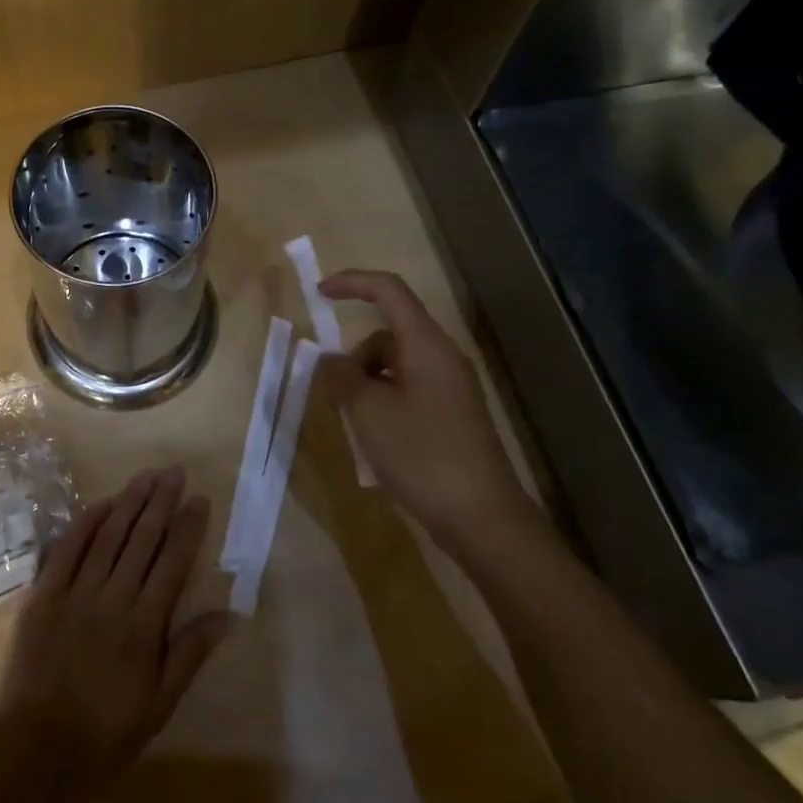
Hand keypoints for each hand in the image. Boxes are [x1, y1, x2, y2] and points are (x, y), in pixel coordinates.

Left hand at [0, 467, 230, 792]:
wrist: (34, 750)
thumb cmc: (104, 734)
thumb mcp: (159, 706)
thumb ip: (190, 653)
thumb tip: (230, 614)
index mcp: (144, 627)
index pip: (172, 563)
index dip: (188, 528)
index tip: (200, 499)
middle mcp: (113, 599)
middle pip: (142, 539)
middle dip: (161, 501)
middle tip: (175, 471)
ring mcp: (76, 592)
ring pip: (108, 535)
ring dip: (129, 501)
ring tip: (147, 476)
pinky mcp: (44, 592)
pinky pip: (68, 547)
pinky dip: (86, 522)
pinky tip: (103, 503)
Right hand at [317, 269, 545, 552]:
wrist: (484, 520)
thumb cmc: (422, 455)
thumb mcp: (368, 412)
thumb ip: (341, 376)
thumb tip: (329, 359)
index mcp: (426, 344)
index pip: (388, 290)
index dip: (352, 282)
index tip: (319, 293)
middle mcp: (442, 356)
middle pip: (388, 333)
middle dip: (356, 355)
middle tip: (339, 395)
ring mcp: (451, 387)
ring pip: (395, 364)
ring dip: (368, 382)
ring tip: (360, 425)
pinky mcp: (452, 414)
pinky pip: (408, 388)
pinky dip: (385, 401)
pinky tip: (379, 440)